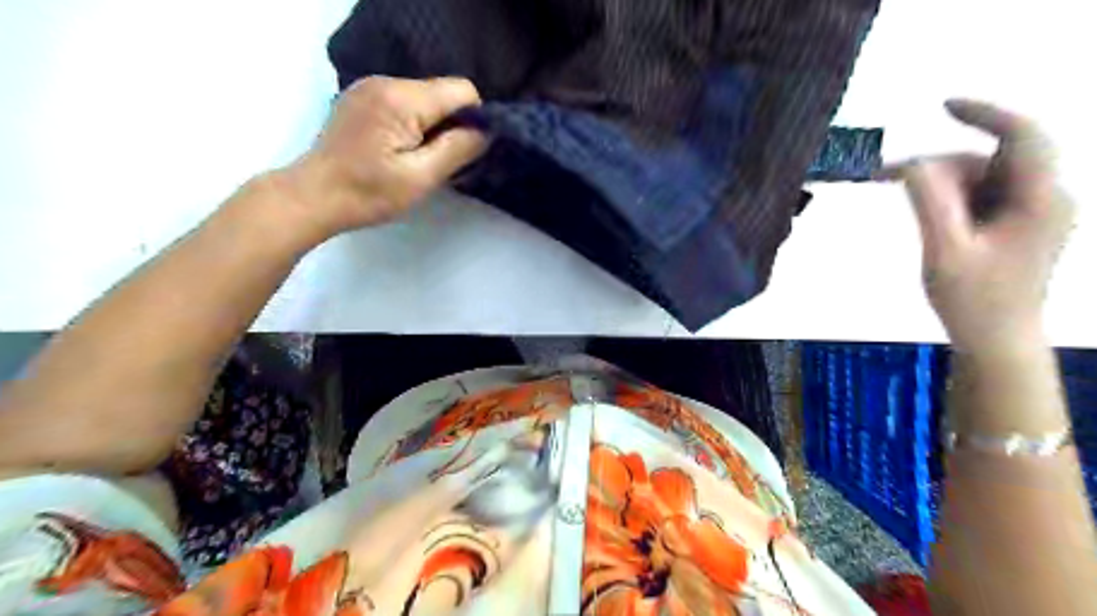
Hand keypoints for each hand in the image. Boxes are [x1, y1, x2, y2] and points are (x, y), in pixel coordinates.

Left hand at [274, 76, 483, 237]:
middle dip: (453, 124)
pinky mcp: (362, 99)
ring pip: (425, 99)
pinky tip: (402, 150)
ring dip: (433, 126)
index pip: (462, 90)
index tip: (466, 151)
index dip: (474, 118)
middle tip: (443, 162)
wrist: (312, 197)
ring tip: (421, 160)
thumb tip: (487, 131)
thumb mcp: (421, 178)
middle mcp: (385, 81)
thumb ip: (458, 149)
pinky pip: (405, 103)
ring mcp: (370, 88)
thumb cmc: (367, 193)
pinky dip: (415, 124)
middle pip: (442, 93)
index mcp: (401, 98)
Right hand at [889, 99, 1071, 351]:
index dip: (985, 113)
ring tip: (900, 198)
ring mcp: (1032, 212)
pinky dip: (949, 198)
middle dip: (940, 165)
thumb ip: (929, 203)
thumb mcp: (945, 251)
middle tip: (888, 179)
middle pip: (992, 159)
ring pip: (982, 178)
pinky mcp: (1017, 224)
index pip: (1023, 136)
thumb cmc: (974, 300)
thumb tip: (912, 163)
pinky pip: (980, 196)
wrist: (996, 339)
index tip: (942, 106)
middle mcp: (1045, 197)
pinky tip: (926, 214)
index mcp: (1040, 200)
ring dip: (940, 184)